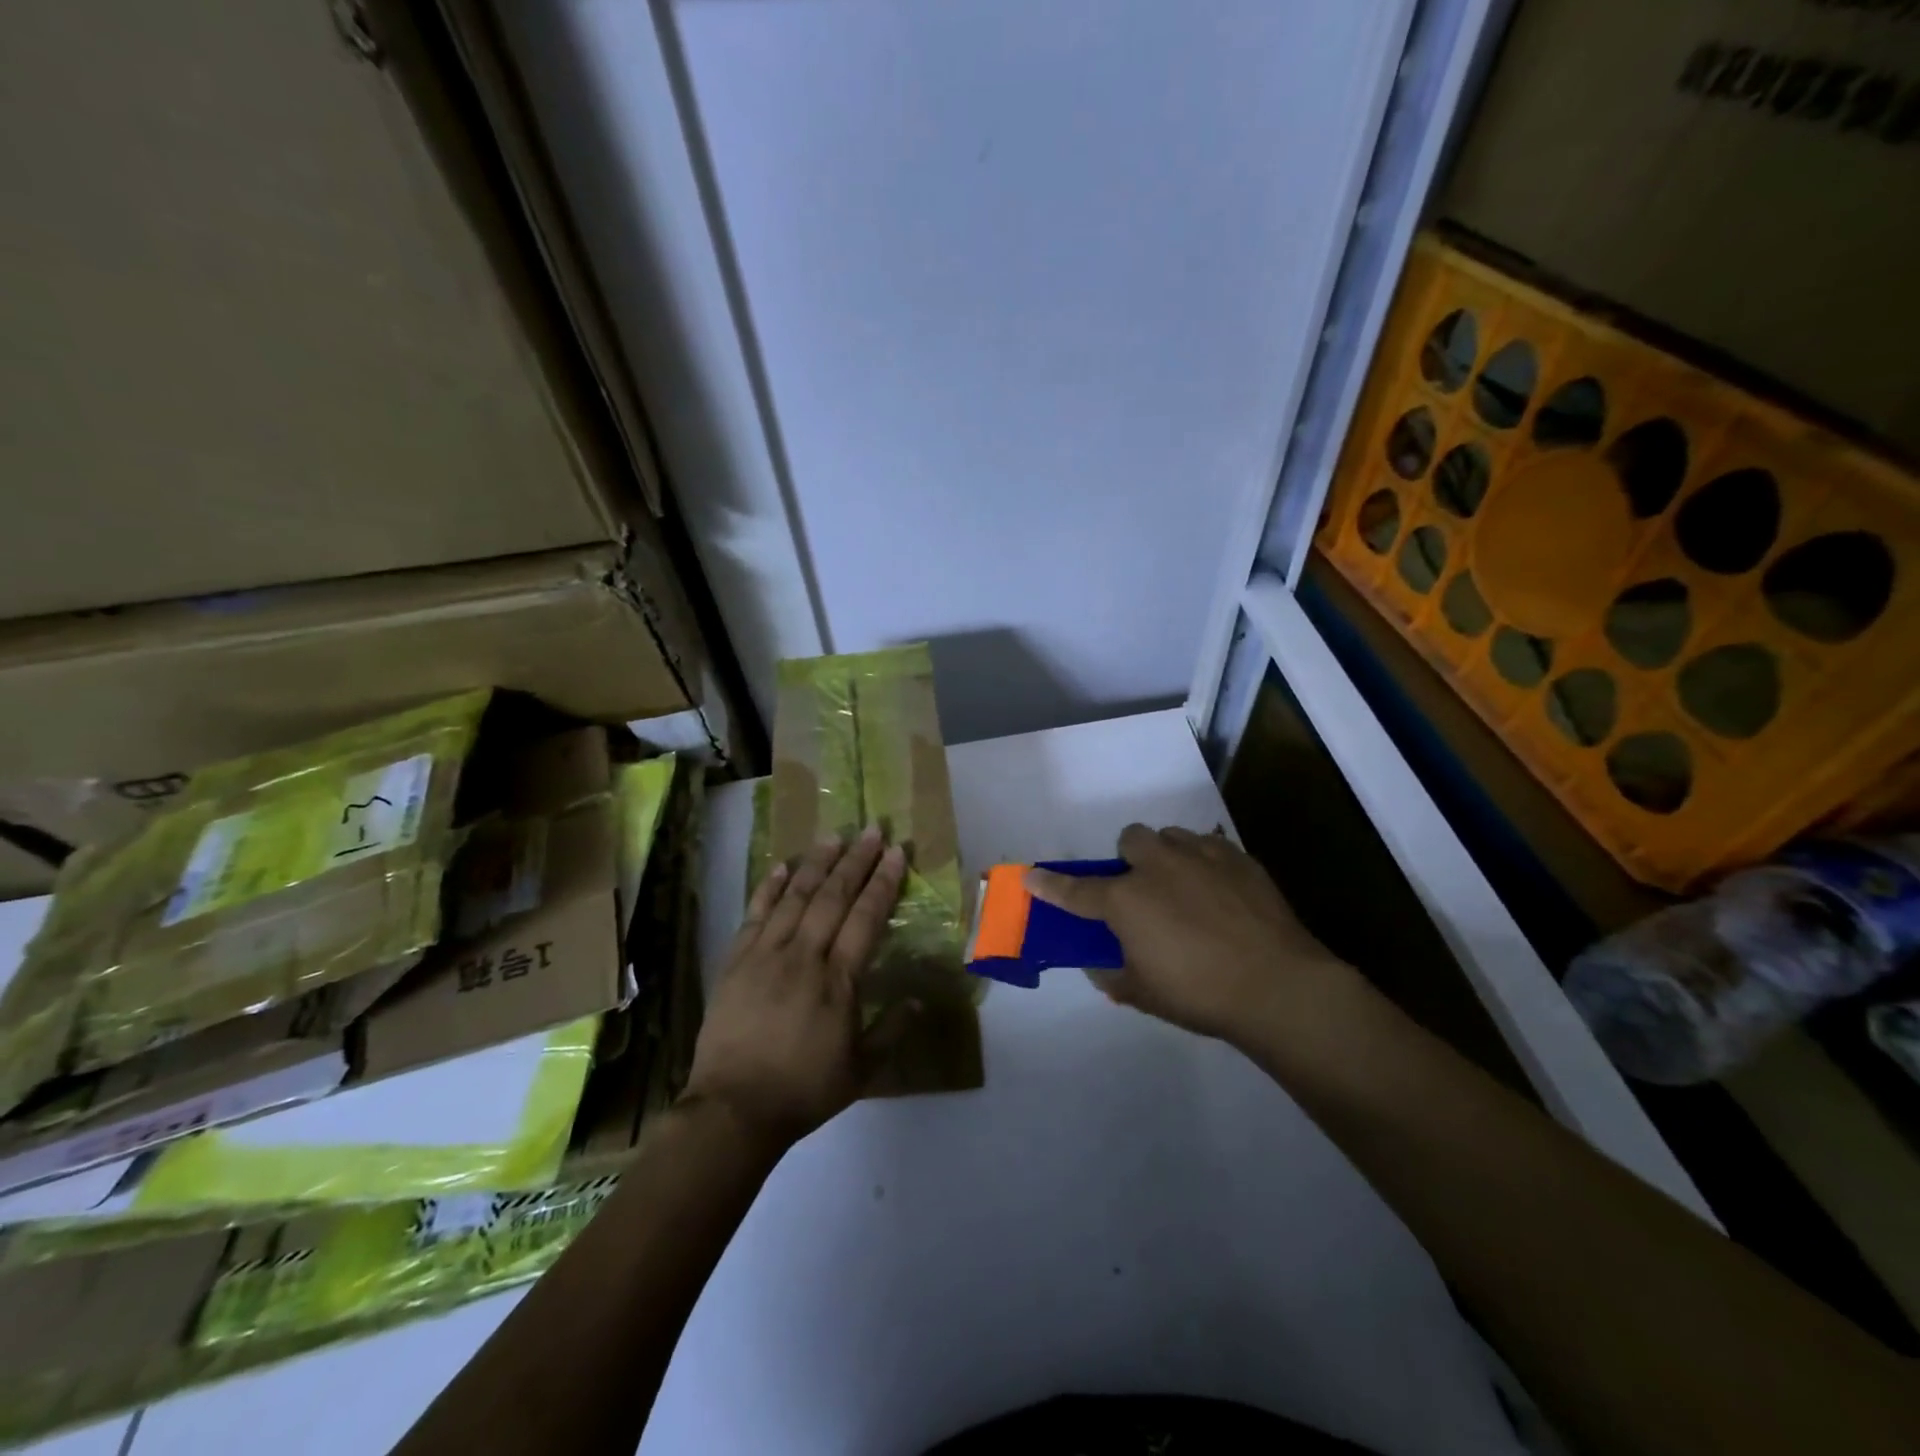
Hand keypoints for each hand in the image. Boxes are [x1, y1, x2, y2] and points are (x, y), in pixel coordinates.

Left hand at [682, 828, 907, 1149]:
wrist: (733, 1110)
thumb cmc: (803, 1090)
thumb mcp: (861, 1070)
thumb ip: (891, 1031)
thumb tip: (917, 1000)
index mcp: (838, 981)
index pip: (865, 917)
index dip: (882, 882)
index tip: (895, 853)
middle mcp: (803, 957)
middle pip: (833, 897)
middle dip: (855, 860)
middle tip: (871, 830)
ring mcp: (765, 955)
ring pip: (796, 897)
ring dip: (817, 864)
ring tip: (833, 836)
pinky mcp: (736, 961)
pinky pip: (756, 914)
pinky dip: (770, 887)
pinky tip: (782, 865)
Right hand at [1026, 824, 1350, 1046]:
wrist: (1278, 985)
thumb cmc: (1200, 994)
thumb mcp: (1143, 994)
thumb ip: (1112, 976)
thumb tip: (1098, 965)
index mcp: (1126, 900)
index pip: (1075, 891)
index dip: (1049, 885)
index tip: (1031, 877)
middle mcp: (1157, 867)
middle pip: (1130, 840)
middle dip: (1129, 860)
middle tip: (1143, 892)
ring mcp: (1200, 856)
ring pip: (1170, 836)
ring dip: (1166, 856)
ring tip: (1184, 887)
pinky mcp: (1238, 858)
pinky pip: (1210, 846)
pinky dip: (1205, 863)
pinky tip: (1220, 891)